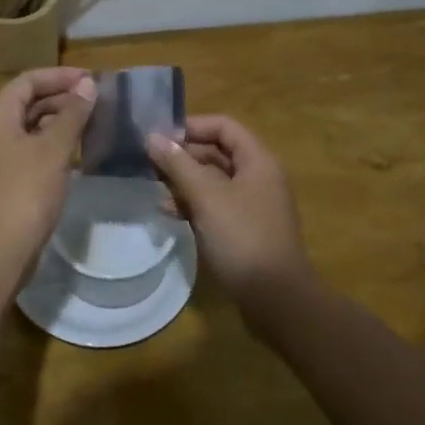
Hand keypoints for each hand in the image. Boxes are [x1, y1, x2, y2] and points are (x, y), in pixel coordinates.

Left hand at [0, 68, 96, 268]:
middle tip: (98, 100)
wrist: (2, 248)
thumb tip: (87, 84)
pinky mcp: (9, 178)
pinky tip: (79, 150)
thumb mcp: (54, 149)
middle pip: (28, 101)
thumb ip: (72, 114)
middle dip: (62, 97)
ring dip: (61, 120)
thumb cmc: (27, 191)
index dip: (59, 76)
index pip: (28, 80)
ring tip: (94, 121)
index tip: (92, 79)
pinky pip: (33, 148)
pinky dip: (54, 143)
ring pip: (32, 126)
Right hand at [146, 115, 314, 320]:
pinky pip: (214, 204)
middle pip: (217, 152)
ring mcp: (251, 204)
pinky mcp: (243, 228)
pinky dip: (192, 204)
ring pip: (212, 180)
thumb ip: (179, 165)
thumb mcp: (206, 197)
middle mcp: (258, 177)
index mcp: (258, 161)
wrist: (275, 298)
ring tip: (153, 187)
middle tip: (149, 163)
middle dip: (183, 155)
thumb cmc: (242, 238)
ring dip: (184, 180)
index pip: (224, 126)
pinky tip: (168, 212)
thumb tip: (152, 137)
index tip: (159, 137)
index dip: (192, 126)